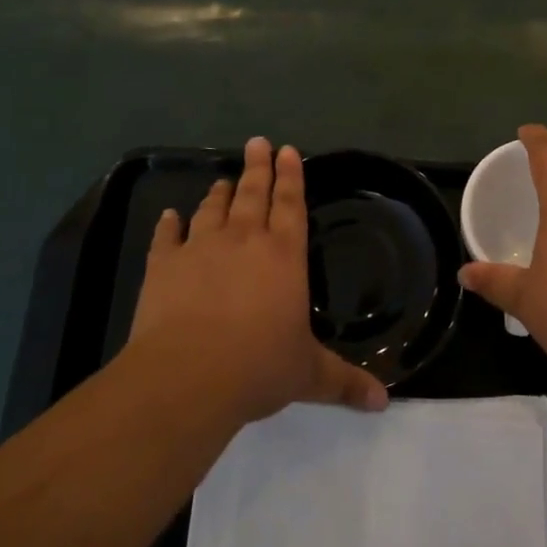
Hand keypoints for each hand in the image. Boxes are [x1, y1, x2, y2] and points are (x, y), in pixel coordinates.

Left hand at [129, 137, 388, 423]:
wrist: (187, 377)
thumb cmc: (258, 367)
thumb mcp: (309, 376)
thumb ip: (345, 383)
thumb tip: (383, 403)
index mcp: (284, 255)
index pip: (291, 204)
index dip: (291, 176)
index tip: (287, 150)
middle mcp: (244, 240)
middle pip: (253, 194)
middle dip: (258, 167)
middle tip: (257, 142)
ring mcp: (200, 248)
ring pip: (212, 209)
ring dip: (219, 192)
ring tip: (223, 179)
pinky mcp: (163, 266)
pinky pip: (167, 237)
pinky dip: (168, 225)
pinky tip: (169, 216)